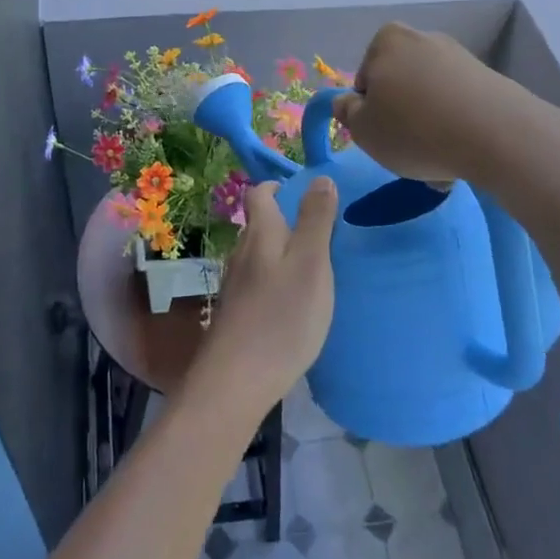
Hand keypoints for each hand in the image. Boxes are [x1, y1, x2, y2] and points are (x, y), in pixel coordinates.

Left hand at [188, 178, 336, 420]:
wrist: (236, 381)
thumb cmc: (281, 316)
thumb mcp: (310, 263)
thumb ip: (316, 220)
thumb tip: (320, 177)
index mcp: (260, 234)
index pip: (259, 194)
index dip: (277, 187)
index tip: (304, 192)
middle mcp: (242, 253)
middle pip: (260, 225)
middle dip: (286, 221)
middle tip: (323, 232)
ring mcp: (236, 285)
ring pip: (260, 255)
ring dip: (283, 253)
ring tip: (316, 267)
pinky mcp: (237, 314)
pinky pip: (260, 283)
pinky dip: (278, 281)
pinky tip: (296, 303)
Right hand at [331, 22, 522, 184]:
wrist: (496, 134)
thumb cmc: (414, 129)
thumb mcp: (362, 129)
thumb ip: (347, 112)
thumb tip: (347, 101)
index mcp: (386, 41)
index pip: (365, 81)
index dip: (369, 113)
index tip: (383, 137)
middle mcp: (423, 39)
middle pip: (400, 87)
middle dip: (402, 118)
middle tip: (409, 153)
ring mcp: (459, 56)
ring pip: (430, 99)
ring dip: (429, 127)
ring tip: (440, 162)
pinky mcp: (489, 78)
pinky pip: (459, 106)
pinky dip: (456, 127)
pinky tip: (463, 154)